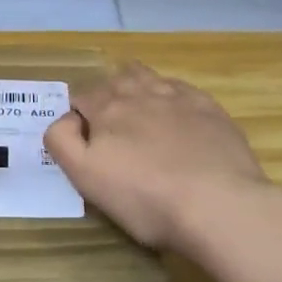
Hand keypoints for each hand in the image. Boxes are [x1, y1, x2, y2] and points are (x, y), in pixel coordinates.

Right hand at [44, 63, 271, 253]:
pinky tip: (177, 119)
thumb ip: (62, 141)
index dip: (77, 115)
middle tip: (111, 127)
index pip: (81, 96)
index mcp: (107, 108)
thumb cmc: (145, 198)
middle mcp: (140, 92)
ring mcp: (179, 97)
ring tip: (141, 114)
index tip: (83, 140)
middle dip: (107, 95)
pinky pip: (182, 90)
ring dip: (139, 88)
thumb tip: (66, 118)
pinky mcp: (210, 109)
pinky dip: (172, 98)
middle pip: (116, 79)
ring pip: (149, 77)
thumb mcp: (86, 177)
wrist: (219, 204)